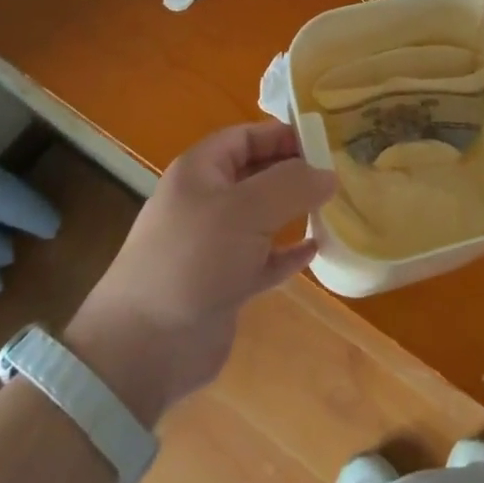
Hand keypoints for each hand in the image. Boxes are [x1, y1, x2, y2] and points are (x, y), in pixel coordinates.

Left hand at [64, 122, 334, 426]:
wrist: (145, 347)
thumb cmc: (194, 259)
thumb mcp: (246, 209)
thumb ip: (292, 185)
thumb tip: (329, 174)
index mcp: (200, 171)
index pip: (246, 137)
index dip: (282, 135)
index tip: (325, 142)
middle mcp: (206, 202)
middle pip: (256, 174)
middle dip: (294, 172)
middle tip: (338, 173)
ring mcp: (214, 245)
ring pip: (263, 217)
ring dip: (295, 211)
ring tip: (334, 207)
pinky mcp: (224, 284)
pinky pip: (264, 259)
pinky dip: (287, 253)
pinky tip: (316, 250)